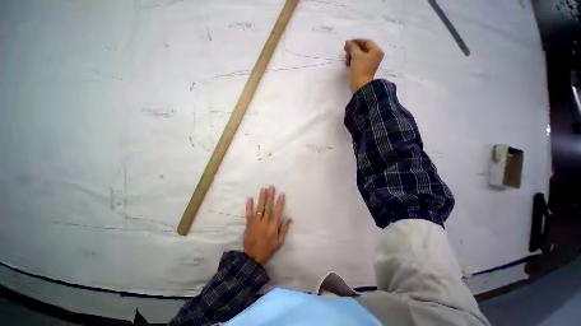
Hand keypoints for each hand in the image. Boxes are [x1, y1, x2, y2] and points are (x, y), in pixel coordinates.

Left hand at [243, 186, 291, 264]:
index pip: (277, 212)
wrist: (252, 257)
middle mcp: (265, 222)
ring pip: (259, 208)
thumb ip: (284, 229)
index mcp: (273, 226)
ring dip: (261, 198)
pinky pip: (248, 213)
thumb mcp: (279, 242)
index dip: (280, 202)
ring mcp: (256, 222)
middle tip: (271, 187)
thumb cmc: (267, 249)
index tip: (281, 194)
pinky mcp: (248, 224)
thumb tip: (289, 218)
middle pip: (268, 207)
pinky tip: (249, 198)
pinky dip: (249, 206)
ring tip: (263, 189)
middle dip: (270, 196)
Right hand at [344, 39, 384, 91]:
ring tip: (346, 60)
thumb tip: (348, 42)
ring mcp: (370, 64)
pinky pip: (359, 62)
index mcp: (376, 51)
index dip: (356, 41)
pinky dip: (353, 61)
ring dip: (352, 55)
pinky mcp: (365, 70)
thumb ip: (352, 47)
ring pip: (360, 55)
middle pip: (363, 48)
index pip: (366, 42)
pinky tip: (348, 64)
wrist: (360, 87)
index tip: (347, 43)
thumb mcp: (356, 56)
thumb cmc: (360, 70)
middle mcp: (375, 56)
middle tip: (345, 51)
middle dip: (353, 49)